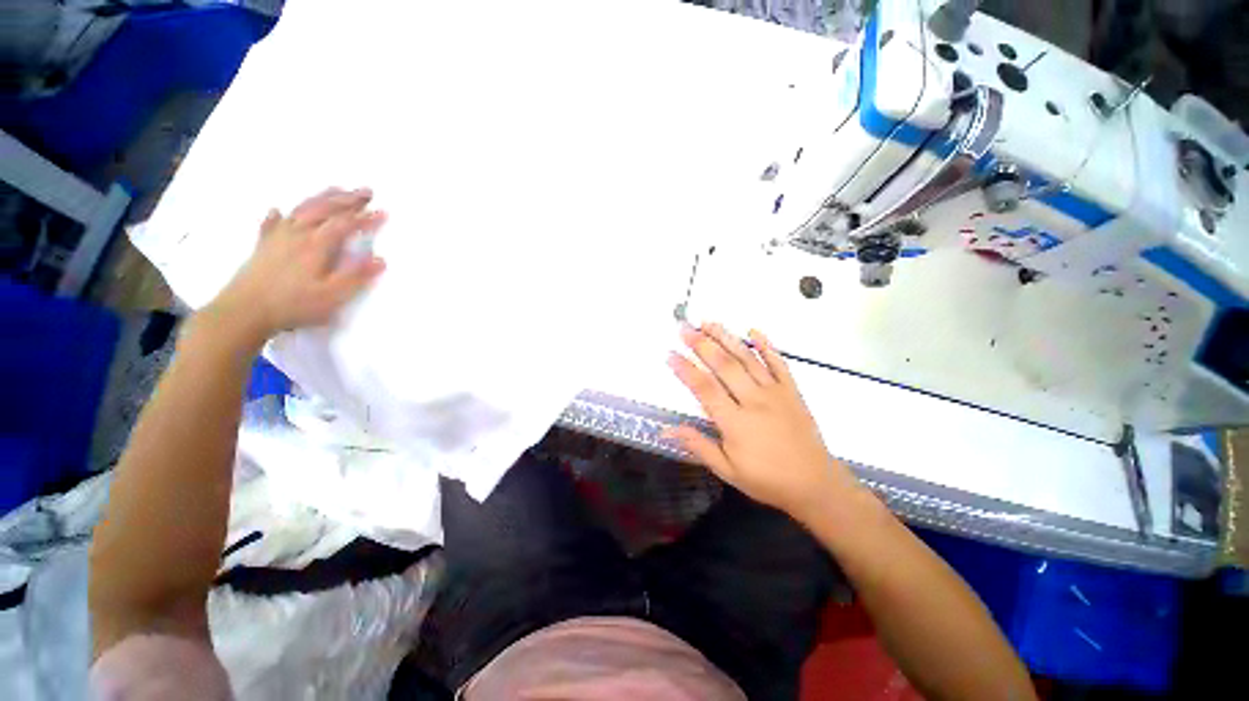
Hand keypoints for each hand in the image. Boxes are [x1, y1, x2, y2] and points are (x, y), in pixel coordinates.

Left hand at [207, 188, 386, 344]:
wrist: (244, 311)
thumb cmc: (294, 305)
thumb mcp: (332, 296)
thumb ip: (356, 276)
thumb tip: (381, 260)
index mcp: (316, 245)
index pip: (345, 224)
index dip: (365, 218)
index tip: (383, 212)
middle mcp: (297, 234)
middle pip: (324, 209)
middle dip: (347, 199)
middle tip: (365, 191)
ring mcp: (277, 237)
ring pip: (301, 209)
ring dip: (321, 198)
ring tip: (335, 189)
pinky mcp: (263, 246)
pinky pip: (270, 223)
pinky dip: (278, 215)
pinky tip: (279, 210)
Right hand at [665, 323, 857, 523]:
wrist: (815, 484)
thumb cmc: (767, 480)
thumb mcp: (727, 471)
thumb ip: (698, 446)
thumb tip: (666, 430)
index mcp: (735, 422)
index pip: (704, 389)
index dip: (685, 369)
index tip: (670, 354)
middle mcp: (754, 400)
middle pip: (724, 366)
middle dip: (701, 344)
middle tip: (684, 328)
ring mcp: (775, 392)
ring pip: (747, 358)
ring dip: (726, 338)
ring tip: (708, 322)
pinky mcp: (792, 391)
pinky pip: (779, 363)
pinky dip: (766, 345)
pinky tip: (753, 331)